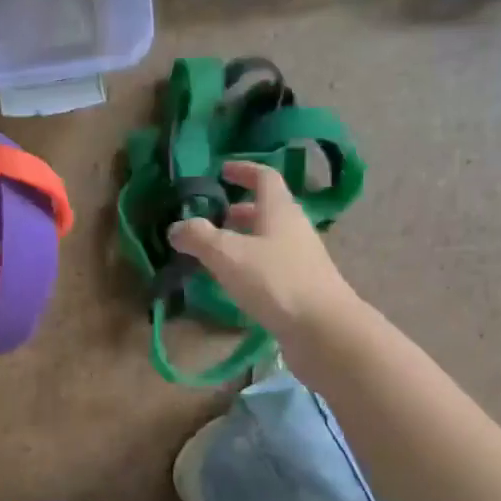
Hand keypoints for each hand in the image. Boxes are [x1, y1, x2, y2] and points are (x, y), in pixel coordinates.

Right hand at [168, 161, 360, 347]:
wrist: (323, 330)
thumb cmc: (275, 281)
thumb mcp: (228, 255)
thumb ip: (199, 238)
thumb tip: (176, 227)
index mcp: (280, 210)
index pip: (265, 177)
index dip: (244, 170)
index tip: (222, 171)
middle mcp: (294, 228)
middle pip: (267, 209)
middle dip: (239, 209)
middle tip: (213, 216)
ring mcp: (301, 259)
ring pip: (269, 238)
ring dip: (245, 239)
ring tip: (217, 252)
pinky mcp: (301, 286)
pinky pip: (272, 265)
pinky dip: (251, 265)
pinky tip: (236, 282)